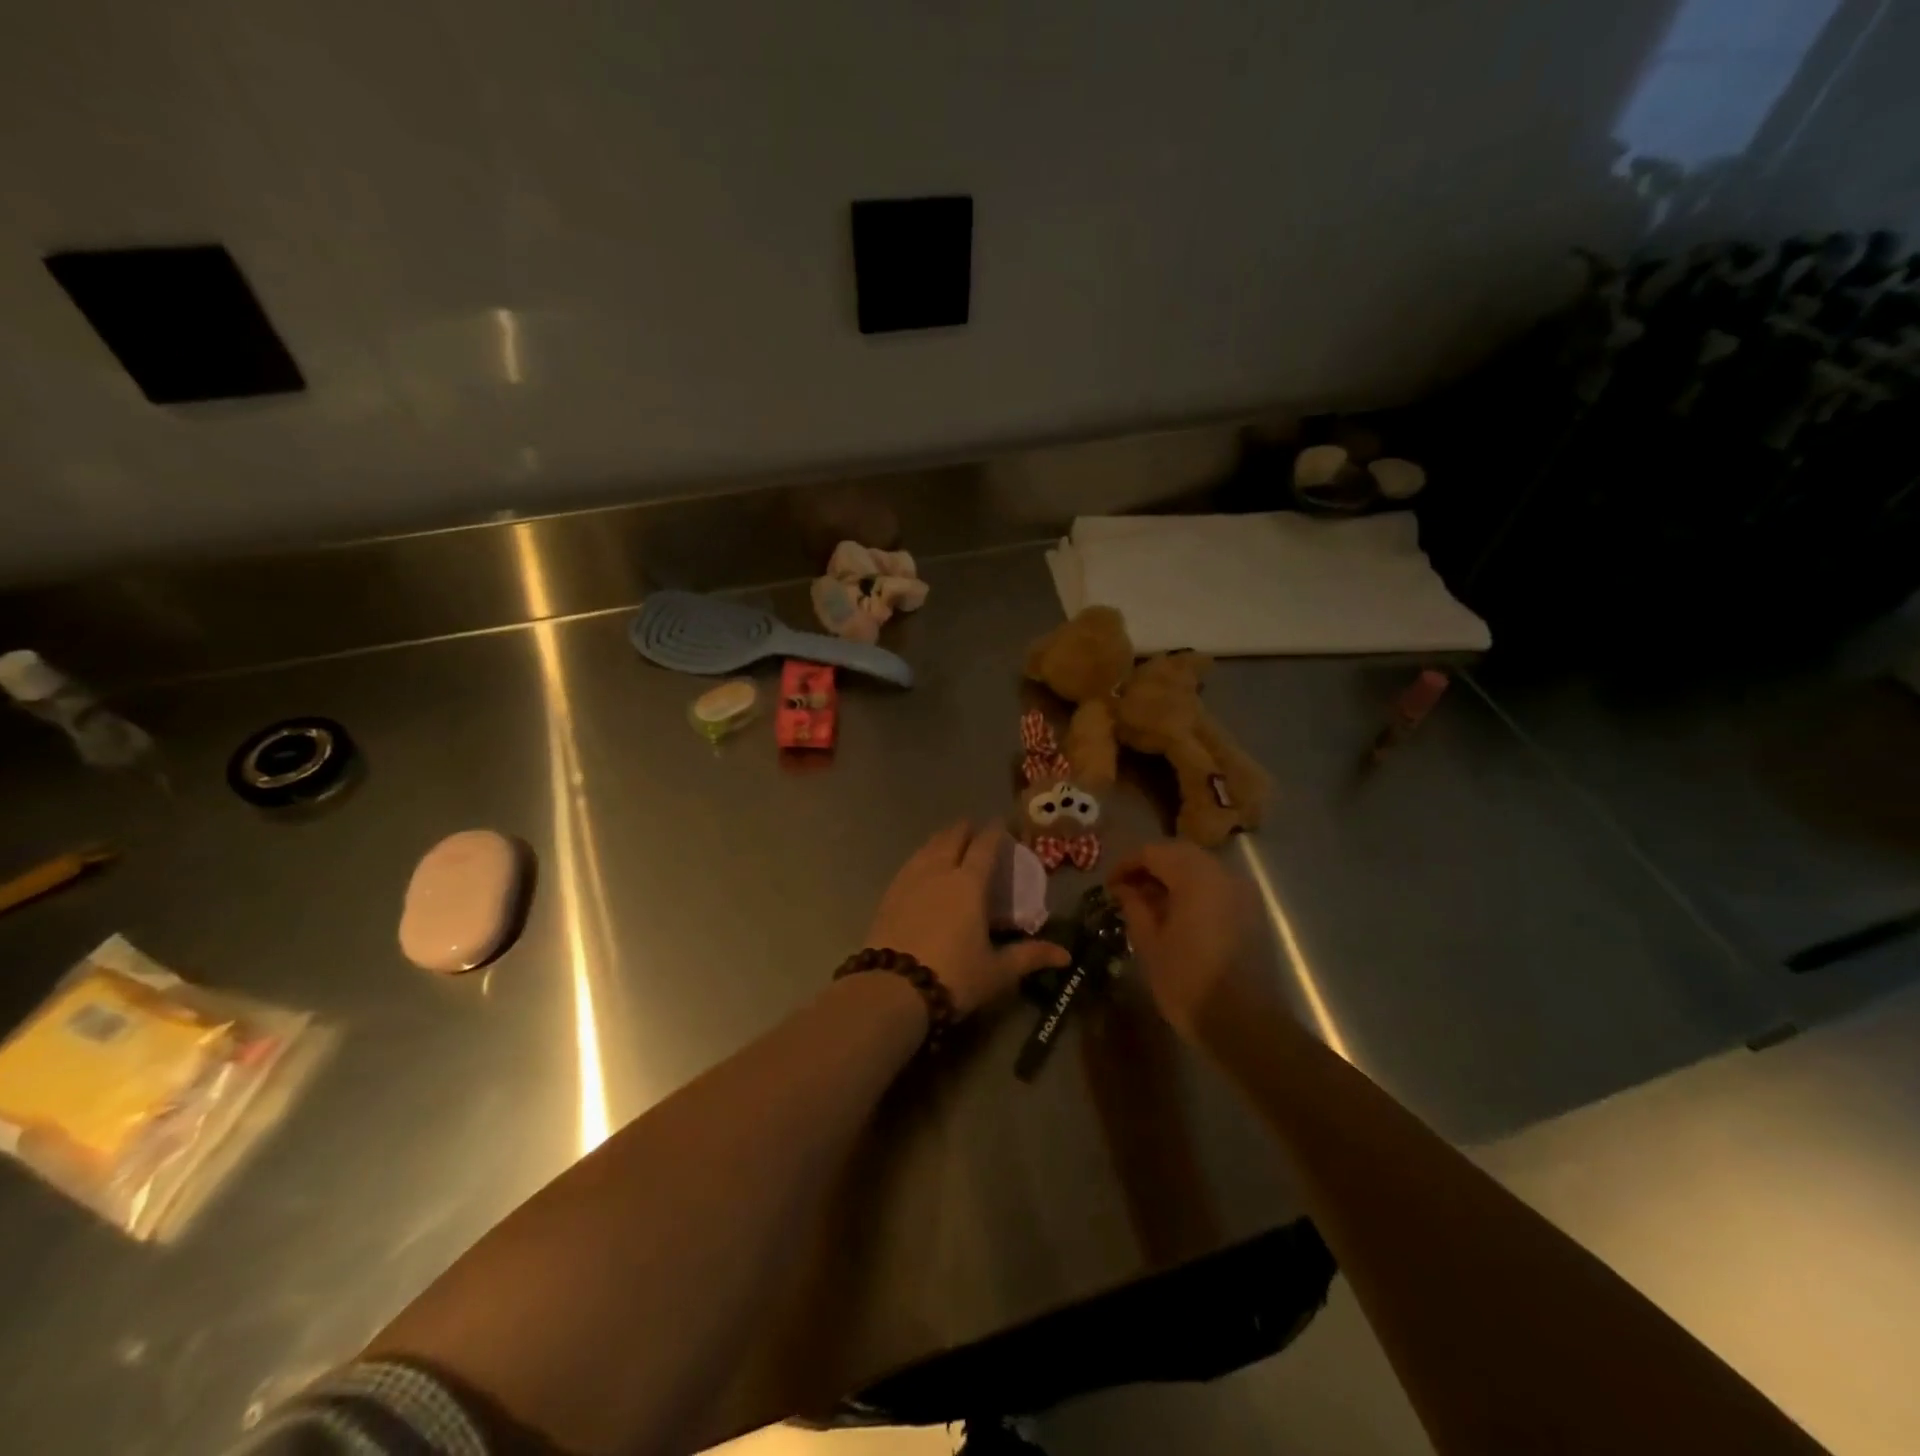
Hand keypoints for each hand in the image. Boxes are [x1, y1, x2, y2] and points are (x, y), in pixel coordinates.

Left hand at [867, 822, 1069, 1015]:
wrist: (892, 989)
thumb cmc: (953, 976)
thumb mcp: (996, 971)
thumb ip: (1029, 956)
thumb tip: (1065, 955)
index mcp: (969, 884)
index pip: (985, 846)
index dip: (995, 831)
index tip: (1001, 824)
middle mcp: (939, 871)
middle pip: (952, 837)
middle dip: (966, 829)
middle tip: (975, 831)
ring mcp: (910, 880)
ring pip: (928, 847)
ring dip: (942, 840)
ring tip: (949, 843)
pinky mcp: (888, 894)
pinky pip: (910, 864)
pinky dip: (922, 857)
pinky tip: (922, 868)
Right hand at [1107, 840, 1260, 1037]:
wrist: (1245, 1023)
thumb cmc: (1187, 983)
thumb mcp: (1149, 944)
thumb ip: (1135, 907)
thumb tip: (1125, 889)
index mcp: (1194, 877)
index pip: (1153, 852)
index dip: (1127, 864)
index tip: (1109, 885)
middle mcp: (1222, 874)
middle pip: (1179, 853)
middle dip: (1150, 866)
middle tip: (1127, 889)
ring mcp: (1242, 891)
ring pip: (1200, 867)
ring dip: (1172, 876)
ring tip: (1149, 902)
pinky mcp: (1252, 911)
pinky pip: (1216, 886)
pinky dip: (1194, 889)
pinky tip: (1177, 914)